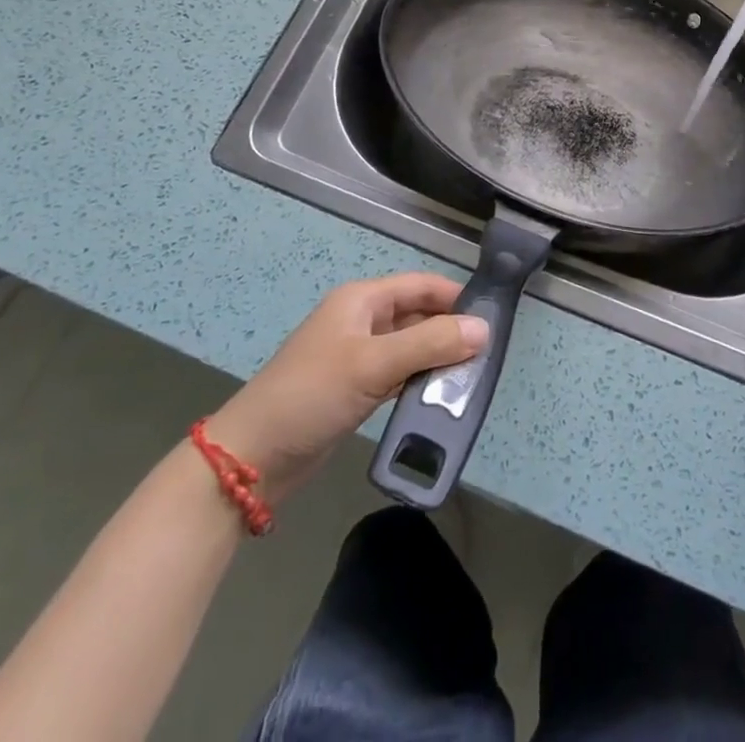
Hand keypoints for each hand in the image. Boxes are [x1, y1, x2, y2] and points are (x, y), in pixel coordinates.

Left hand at [205, 273, 488, 504]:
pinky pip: (398, 376)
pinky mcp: (355, 389)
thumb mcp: (374, 364)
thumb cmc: (312, 394)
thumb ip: (431, 343)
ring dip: (438, 360)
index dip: (456, 297)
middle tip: (488, 355)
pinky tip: (442, 398)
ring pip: (410, 347)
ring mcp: (357, 356)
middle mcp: (362, 321)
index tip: (493, 317)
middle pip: (418, 316)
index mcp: (362, 300)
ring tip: (473, 379)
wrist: (251, 458)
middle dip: (450, 331)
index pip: (421, 285)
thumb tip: (484, 329)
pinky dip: (420, 382)